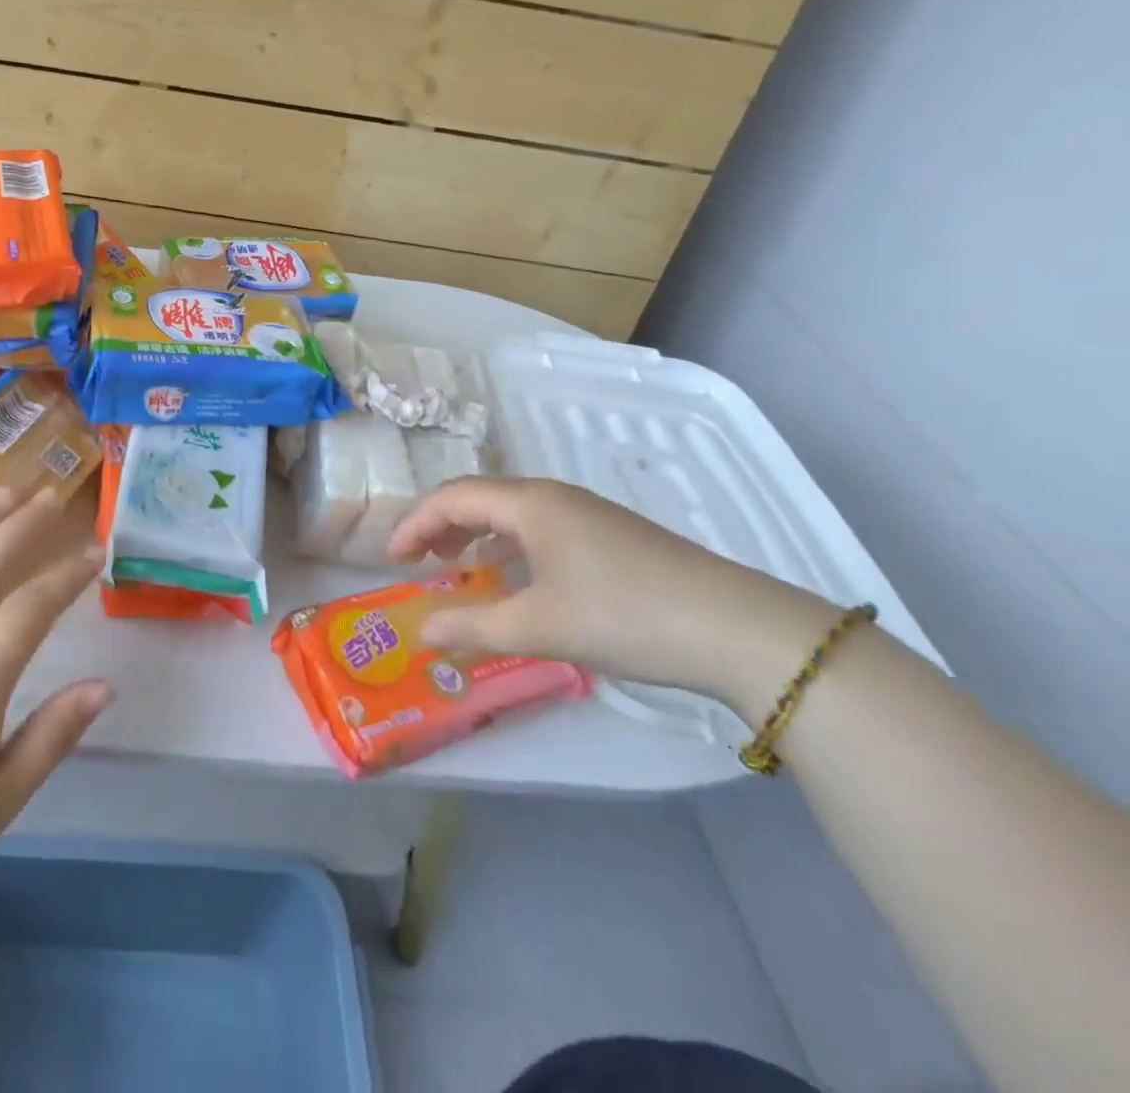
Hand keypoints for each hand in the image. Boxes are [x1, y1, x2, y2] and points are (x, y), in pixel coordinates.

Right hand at [388, 477, 839, 713]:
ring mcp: (587, 513)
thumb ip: (471, 626)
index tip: (391, 559)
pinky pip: (539, 527)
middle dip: (440, 526)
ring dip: (475, 534)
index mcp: (530, 503)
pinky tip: (515, 578)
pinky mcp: (611, 535)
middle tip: (418, 561)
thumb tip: (420, 632)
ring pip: (511, 512)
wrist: (738, 629)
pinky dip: (509, 545)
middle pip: (479, 497)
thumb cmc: (623, 616)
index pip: (452, 497)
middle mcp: (554, 497)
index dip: (414, 524)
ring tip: (457, 567)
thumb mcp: (537, 626)